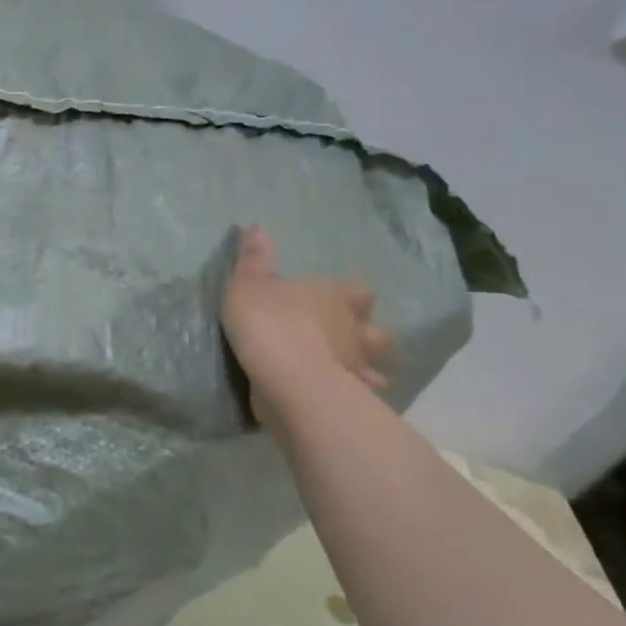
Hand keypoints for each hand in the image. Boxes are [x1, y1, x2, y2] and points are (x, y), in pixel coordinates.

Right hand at [221, 224, 393, 420]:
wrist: (287, 381)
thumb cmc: (269, 324)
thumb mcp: (248, 284)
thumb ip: (252, 258)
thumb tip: (255, 226)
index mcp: (334, 298)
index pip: (357, 291)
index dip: (353, 294)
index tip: (348, 296)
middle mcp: (353, 331)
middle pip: (377, 332)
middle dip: (371, 334)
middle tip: (356, 337)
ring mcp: (355, 368)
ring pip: (377, 369)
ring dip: (371, 370)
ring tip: (358, 374)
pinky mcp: (348, 400)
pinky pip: (360, 398)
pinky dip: (356, 397)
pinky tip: (344, 399)